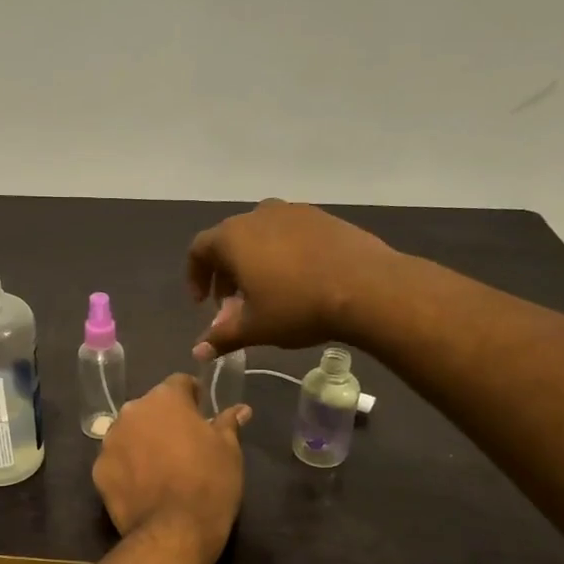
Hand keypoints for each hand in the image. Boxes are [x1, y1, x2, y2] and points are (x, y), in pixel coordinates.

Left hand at [92, 375, 251, 557]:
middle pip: (151, 408)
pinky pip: (116, 460)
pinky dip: (127, 467)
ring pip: (130, 432)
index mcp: (165, 399)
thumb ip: (228, 423)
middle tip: (184, 445)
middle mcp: (132, 411)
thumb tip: (240, 409)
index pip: (180, 383)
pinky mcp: (98, 470)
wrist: (174, 532)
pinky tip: (143, 486)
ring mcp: (110, 440)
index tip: (202, 413)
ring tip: (161, 467)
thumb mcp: (229, 450)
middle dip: (165, 420)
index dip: (193, 396)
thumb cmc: (209, 483)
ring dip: (143, 441)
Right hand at [186, 199, 395, 357]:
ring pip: (261, 234)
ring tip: (267, 292)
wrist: (368, 287)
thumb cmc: (298, 307)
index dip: (196, 277)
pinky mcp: (323, 217)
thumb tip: (198, 352)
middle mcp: (258, 215)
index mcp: (233, 237)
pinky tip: (299, 280)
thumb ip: (222, 337)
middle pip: (229, 240)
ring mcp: (294, 212)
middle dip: (225, 273)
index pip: (199, 250)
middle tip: (234, 305)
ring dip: (254, 261)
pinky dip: (283, 253)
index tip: (204, 305)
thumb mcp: (255, 328)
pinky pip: (290, 233)